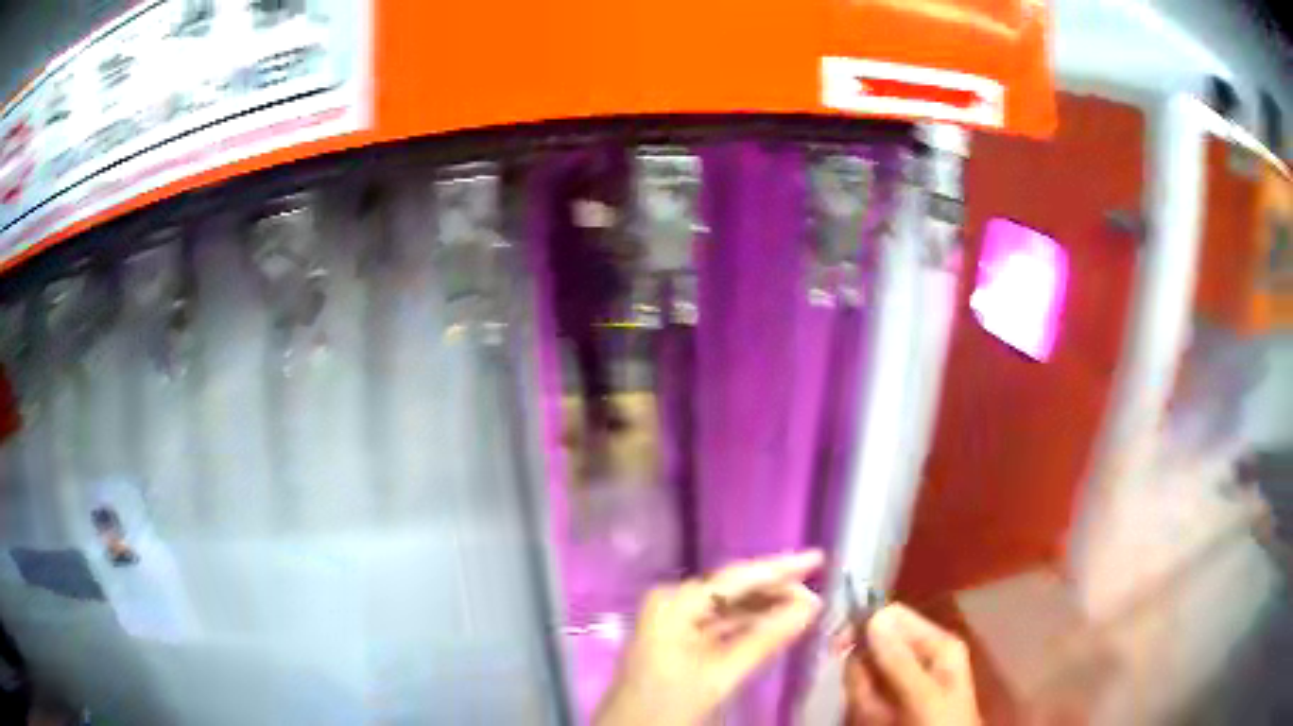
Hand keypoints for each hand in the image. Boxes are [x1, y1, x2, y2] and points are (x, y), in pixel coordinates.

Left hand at [594, 551, 823, 725]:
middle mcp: (673, 602)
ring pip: (729, 607)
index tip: (819, 558)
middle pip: (733, 589)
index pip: (736, 578)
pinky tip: (777, 625)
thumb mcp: (720, 675)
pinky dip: (750, 626)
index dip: (780, 567)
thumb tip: (810, 606)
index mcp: (675, 602)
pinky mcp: (679, 640)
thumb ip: (765, 639)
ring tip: (807, 607)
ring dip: (766, 608)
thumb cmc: (668, 704)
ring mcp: (675, 621)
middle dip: (776, 589)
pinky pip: (721, 624)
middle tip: (820, 590)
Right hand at [843, 603, 980, 725]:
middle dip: (863, 674)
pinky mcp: (887, 700)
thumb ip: (899, 660)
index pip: (895, 617)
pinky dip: (862, 708)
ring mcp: (901, 679)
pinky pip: (862, 695)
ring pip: (863, 674)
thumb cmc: (941, 723)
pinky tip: (875, 721)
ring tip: (879, 717)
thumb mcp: (924, 694)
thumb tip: (872, 615)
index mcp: (938, 644)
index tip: (841, 643)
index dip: (865, 624)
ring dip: (862, 695)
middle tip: (869, 699)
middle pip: (873, 647)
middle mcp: (918, 656)